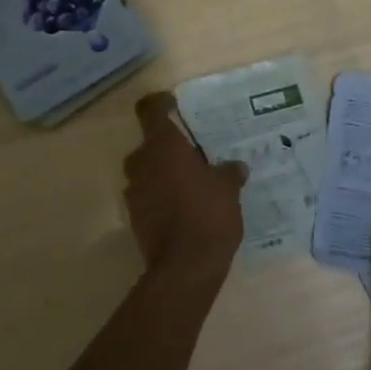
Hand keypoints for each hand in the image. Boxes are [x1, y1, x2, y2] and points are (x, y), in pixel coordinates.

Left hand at [123, 92, 247, 282]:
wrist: (186, 266)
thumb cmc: (208, 213)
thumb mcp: (228, 188)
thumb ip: (229, 172)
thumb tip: (235, 167)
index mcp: (163, 146)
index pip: (149, 110)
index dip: (160, 103)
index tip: (173, 104)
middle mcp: (142, 163)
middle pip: (149, 144)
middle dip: (168, 147)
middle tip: (194, 155)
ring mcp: (135, 192)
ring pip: (148, 171)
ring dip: (164, 174)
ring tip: (193, 184)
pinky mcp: (135, 218)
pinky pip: (148, 196)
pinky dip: (162, 197)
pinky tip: (186, 208)